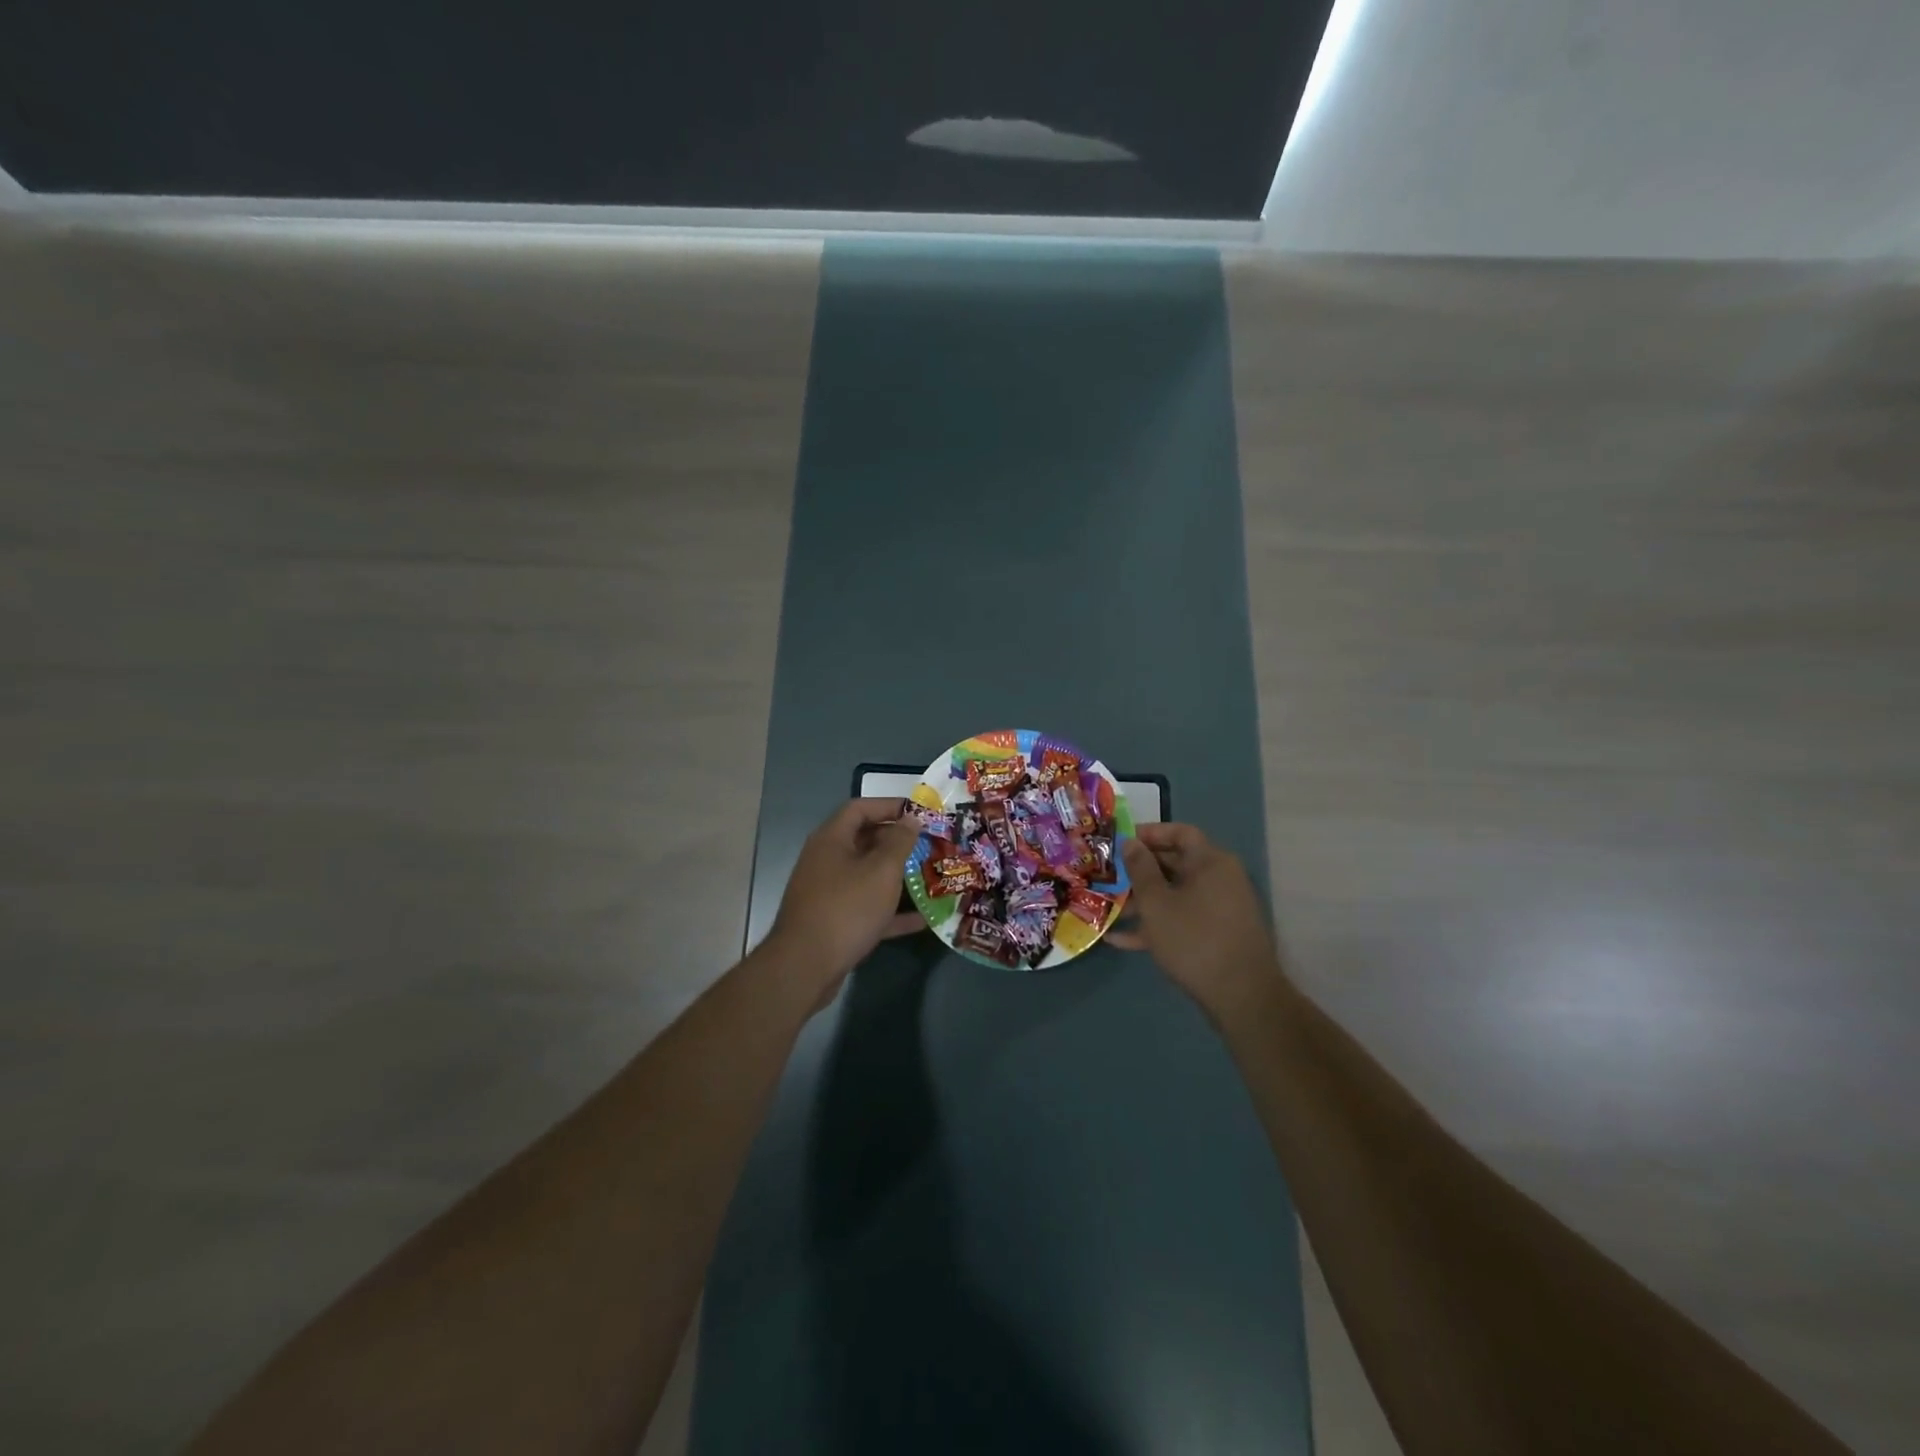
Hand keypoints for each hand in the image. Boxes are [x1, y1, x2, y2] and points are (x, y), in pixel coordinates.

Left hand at [766, 798, 924, 990]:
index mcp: (832, 839)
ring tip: (930, 876)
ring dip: (898, 877)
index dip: (890, 806)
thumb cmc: (846, 908)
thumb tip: (911, 819)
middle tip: (930, 845)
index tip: (920, 813)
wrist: (805, 967)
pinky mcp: (834, 921)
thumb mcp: (881, 871)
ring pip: (868, 876)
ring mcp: (829, 892)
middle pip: (865, 841)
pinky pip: (867, 908)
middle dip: (898, 842)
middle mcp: (827, 860)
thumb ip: (900, 842)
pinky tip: (922, 920)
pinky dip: (892, 911)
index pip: (861, 808)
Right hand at [1109, 823, 1287, 1021]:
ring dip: (1143, 900)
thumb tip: (1130, 843)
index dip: (1149, 833)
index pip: (1180, 833)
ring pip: (1175, 895)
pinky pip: (1182, 920)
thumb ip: (1140, 869)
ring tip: (1109, 908)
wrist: (1242, 997)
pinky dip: (1155, 925)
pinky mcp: (1216, 936)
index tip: (1120, 842)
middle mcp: (1219, 879)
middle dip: (1139, 870)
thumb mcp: (1157, 903)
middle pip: (1175, 864)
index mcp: (1210, 862)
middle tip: (1108, 875)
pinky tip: (1120, 939)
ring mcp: (1220, 909)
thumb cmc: (1194, 939)